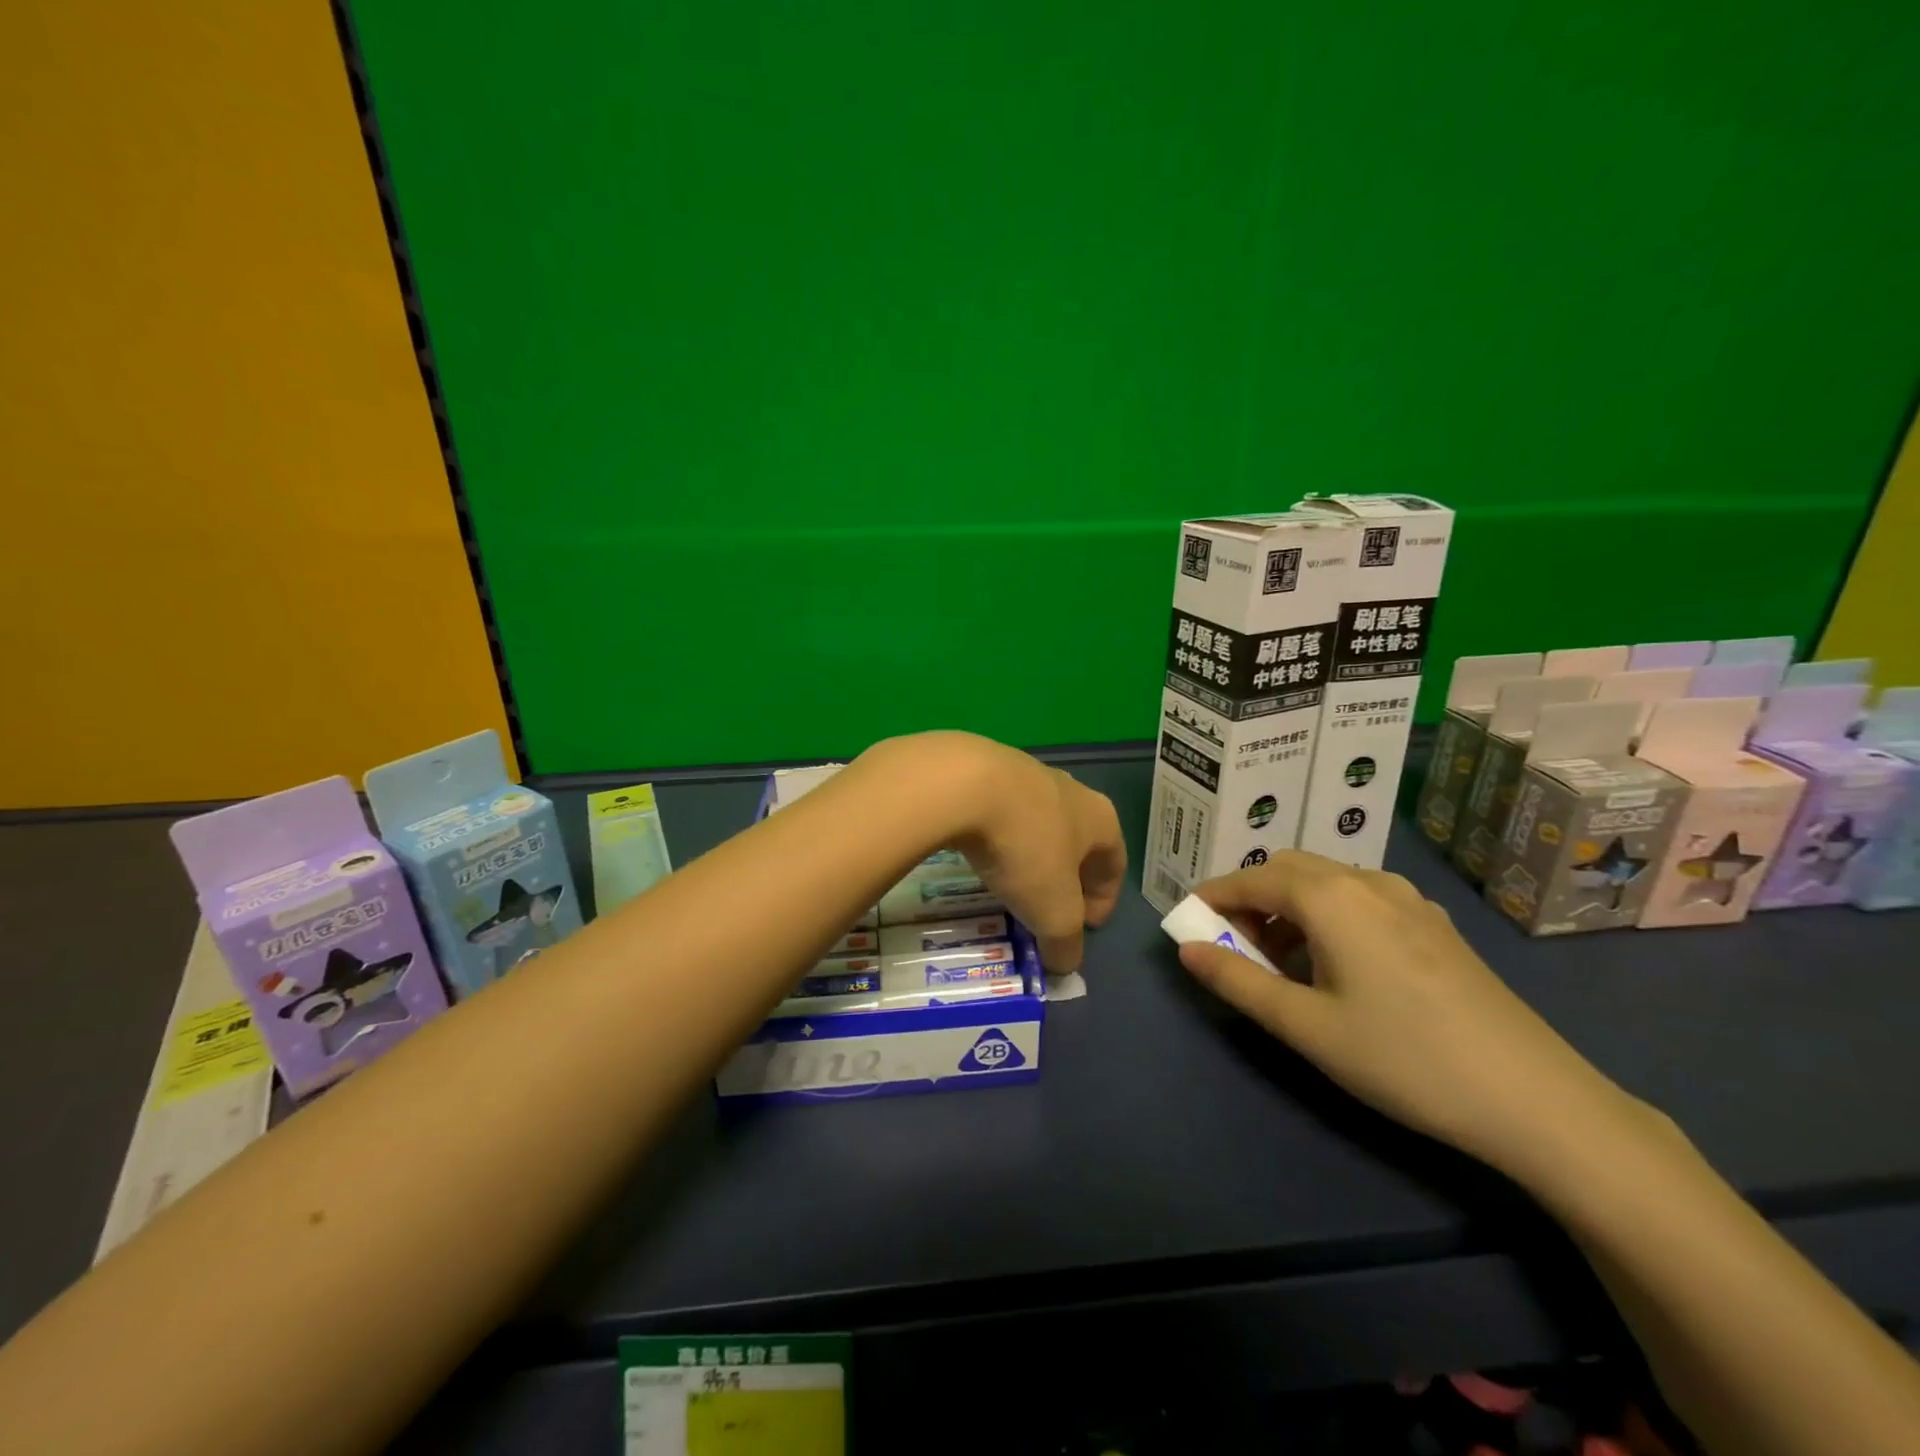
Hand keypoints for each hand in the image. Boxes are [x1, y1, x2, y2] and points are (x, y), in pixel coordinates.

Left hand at [869, 733, 1125, 972]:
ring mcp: (1029, 774)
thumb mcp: (1052, 911)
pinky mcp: (988, 769)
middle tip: (1049, 907)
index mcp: (1101, 820)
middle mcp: (1072, 791)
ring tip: (1011, 884)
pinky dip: (1000, 837)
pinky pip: (1003, 812)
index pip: (1115, 864)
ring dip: (1032, 855)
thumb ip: (1066, 942)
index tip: (1085, 926)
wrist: (964, 784)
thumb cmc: (1025, 849)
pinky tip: (982, 854)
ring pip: (1039, 824)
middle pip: (1079, 842)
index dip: (1105, 900)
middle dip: (1067, 877)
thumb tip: (1066, 964)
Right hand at [1176, 851, 1630, 1170]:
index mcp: (1330, 897)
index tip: (1186, 922)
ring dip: (1289, 906)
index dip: (1212, 896)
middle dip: (1250, 898)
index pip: (1250, 878)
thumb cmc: (1404, 1059)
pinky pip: (1360, 898)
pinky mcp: (1434, 924)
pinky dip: (1327, 914)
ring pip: (1326, 881)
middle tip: (1234, 946)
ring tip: (1281, 962)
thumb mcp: (1305, 1027)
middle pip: (1288, 869)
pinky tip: (1337, 965)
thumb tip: (1186, 949)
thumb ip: (1237, 981)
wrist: (1536, 1099)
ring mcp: (1408, 899)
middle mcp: (1367, 881)